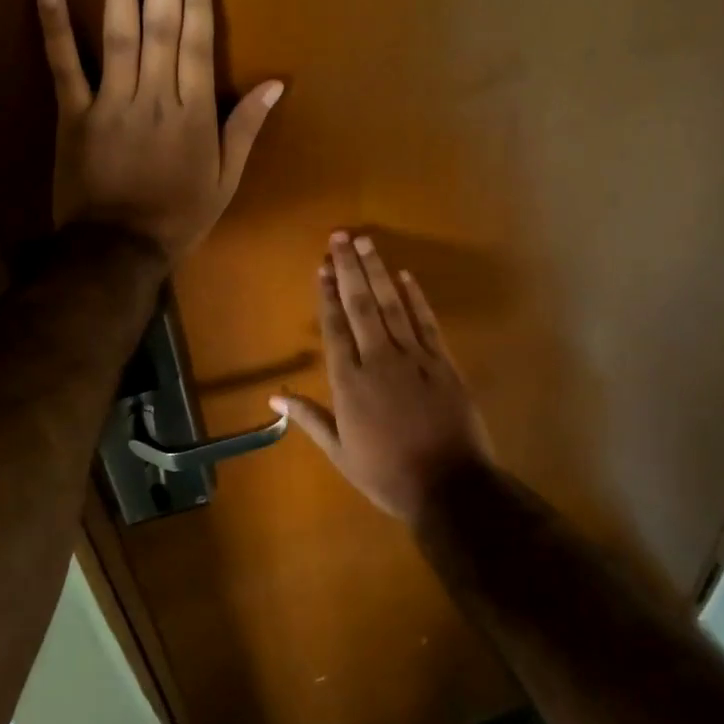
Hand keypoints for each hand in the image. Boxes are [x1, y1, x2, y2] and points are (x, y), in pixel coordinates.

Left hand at [37, 0, 281, 264]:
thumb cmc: (179, 216)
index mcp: (193, 114)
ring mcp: (110, 103)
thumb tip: (276, 84)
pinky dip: (55, 28)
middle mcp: (154, 98)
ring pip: (117, 36)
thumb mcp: (226, 179)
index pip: (199, 44)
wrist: (117, 250)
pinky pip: (64, 68)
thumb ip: (246, 128)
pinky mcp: (73, 114)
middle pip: (161, 27)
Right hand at [275, 233, 492, 523]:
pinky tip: (406, 276)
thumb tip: (274, 396)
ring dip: (377, 272)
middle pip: (360, 305)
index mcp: (350, 382)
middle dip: (349, 268)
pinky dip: (416, 298)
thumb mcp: (340, 452)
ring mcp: (413, 357)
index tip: (322, 266)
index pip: (334, 327)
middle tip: (341, 236)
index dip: (327, 294)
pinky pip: (426, 322)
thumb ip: (310, 417)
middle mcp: (378, 359)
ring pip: (391, 305)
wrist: (449, 487)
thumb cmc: (387, 474)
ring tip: (366, 243)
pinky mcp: (442, 362)